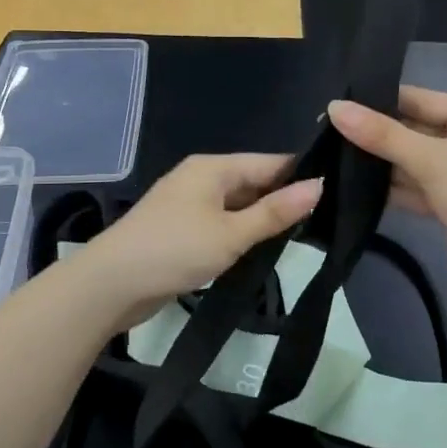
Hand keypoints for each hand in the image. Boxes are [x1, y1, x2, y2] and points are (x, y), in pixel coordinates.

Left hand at [71, 154, 323, 321]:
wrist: (110, 284)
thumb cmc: (174, 250)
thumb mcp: (231, 233)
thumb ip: (275, 212)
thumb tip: (318, 186)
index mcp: (213, 167)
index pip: (269, 163)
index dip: (301, 176)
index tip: (336, 192)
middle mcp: (201, 178)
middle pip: (253, 182)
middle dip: (284, 200)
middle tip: (327, 221)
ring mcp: (188, 204)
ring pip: (238, 205)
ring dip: (263, 219)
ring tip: (305, 236)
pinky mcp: (181, 230)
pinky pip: (222, 223)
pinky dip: (242, 233)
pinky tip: (263, 249)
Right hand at [328, 87, 446, 312]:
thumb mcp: (430, 160)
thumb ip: (381, 134)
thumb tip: (334, 107)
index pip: (421, 98)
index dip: (380, 100)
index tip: (338, 103)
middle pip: (417, 129)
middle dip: (379, 135)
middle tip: (329, 132)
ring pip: (416, 161)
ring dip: (383, 163)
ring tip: (335, 157)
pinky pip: (419, 187)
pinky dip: (395, 188)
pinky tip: (358, 188)